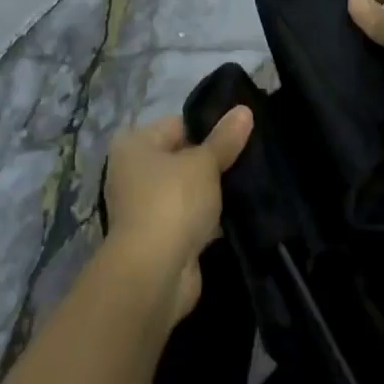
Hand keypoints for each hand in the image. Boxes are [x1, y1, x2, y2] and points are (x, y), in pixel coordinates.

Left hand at [102, 109, 251, 324]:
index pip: (178, 125)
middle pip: (182, 157)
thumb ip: (225, 139)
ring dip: (212, 193)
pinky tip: (239, 214)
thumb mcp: (204, 163)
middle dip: (213, 161)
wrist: (154, 273)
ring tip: (250, 184)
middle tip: (250, 159)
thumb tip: (244, 110)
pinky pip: (190, 218)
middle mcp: (133, 172)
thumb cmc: (173, 202)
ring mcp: (145, 208)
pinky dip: (209, 219)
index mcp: (135, 144)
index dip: (210, 128)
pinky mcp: (160, 238)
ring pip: (188, 190)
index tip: (242, 134)